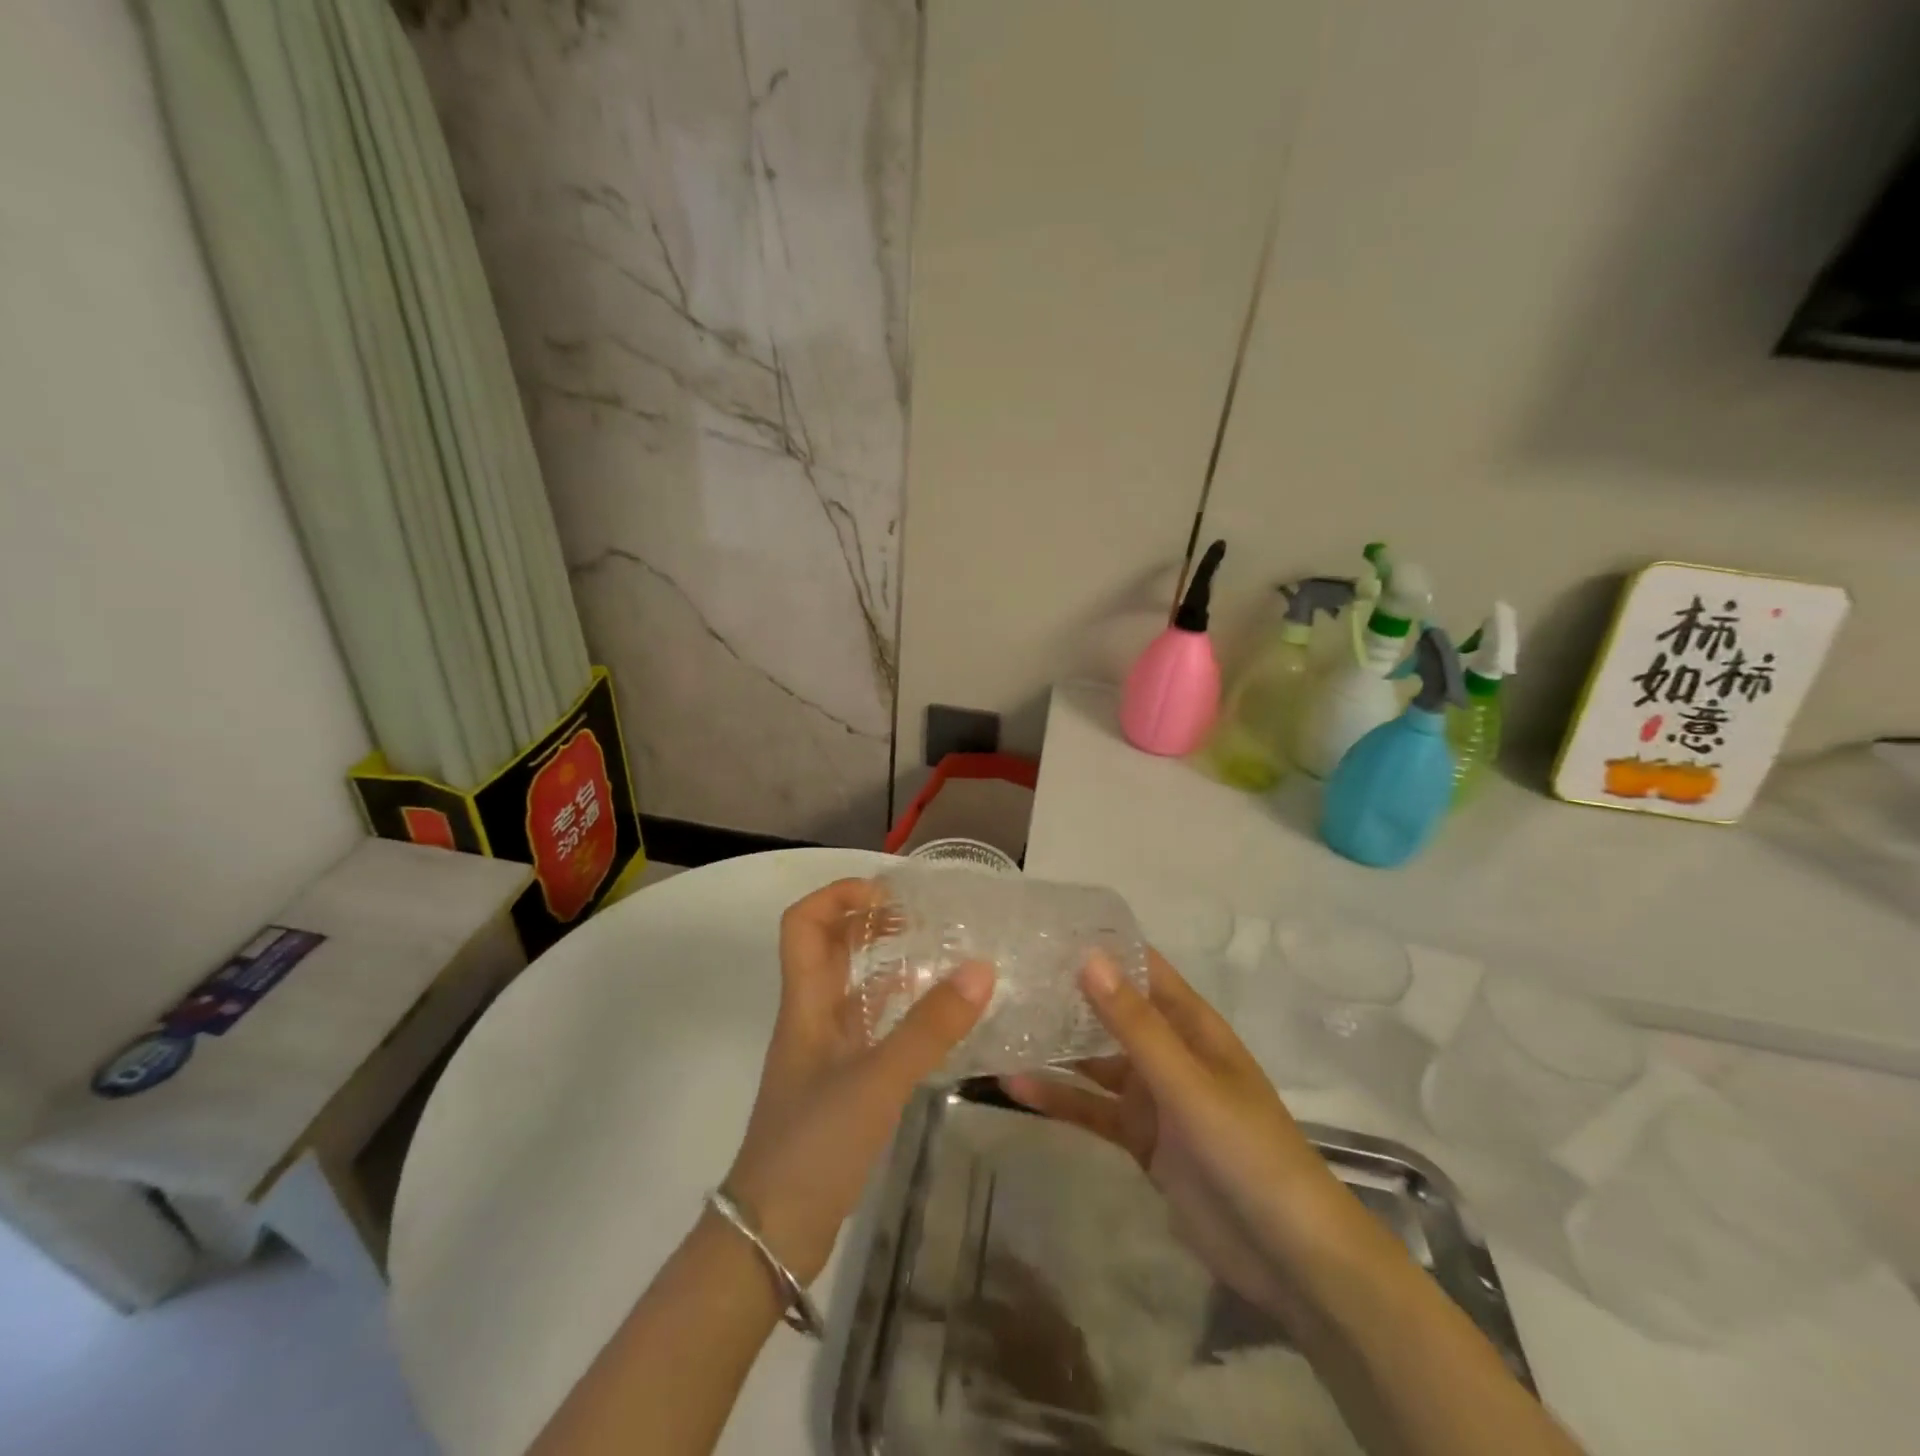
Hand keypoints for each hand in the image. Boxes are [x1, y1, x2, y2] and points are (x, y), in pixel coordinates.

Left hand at [725, 878, 993, 1285]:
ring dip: (883, 962)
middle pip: (827, 948)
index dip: (838, 895)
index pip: (803, 923)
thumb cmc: (813, 1146)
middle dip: (866, 921)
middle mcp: (811, 1018)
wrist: (771, 1236)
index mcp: (805, 1004)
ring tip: (934, 952)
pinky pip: (869, 1028)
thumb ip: (929, 1028)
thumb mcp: (876, 1082)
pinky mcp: (840, 1084)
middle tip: (919, 916)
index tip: (888, 894)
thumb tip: (981, 969)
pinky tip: (933, 1017)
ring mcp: (824, 1053)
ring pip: (850, 987)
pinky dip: (896, 1010)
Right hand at [1005, 948, 1354, 1317]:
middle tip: (1007, 972)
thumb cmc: (1246, 1150)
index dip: (1102, 947)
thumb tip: (1088, 957)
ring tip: (1000, 1024)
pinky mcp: (1139, 1138)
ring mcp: (1153, 1096)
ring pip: (1095, 1060)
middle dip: (1067, 993)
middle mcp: (1169, 1051)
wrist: (1287, 1256)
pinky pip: (1092, 1108)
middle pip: (1112, 1012)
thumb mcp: (1187, 1082)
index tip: (1046, 928)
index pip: (1143, 969)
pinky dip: (1058, 1098)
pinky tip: (1014, 1086)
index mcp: (1191, 1025)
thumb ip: (1135, 1025)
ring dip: (1055, 1046)